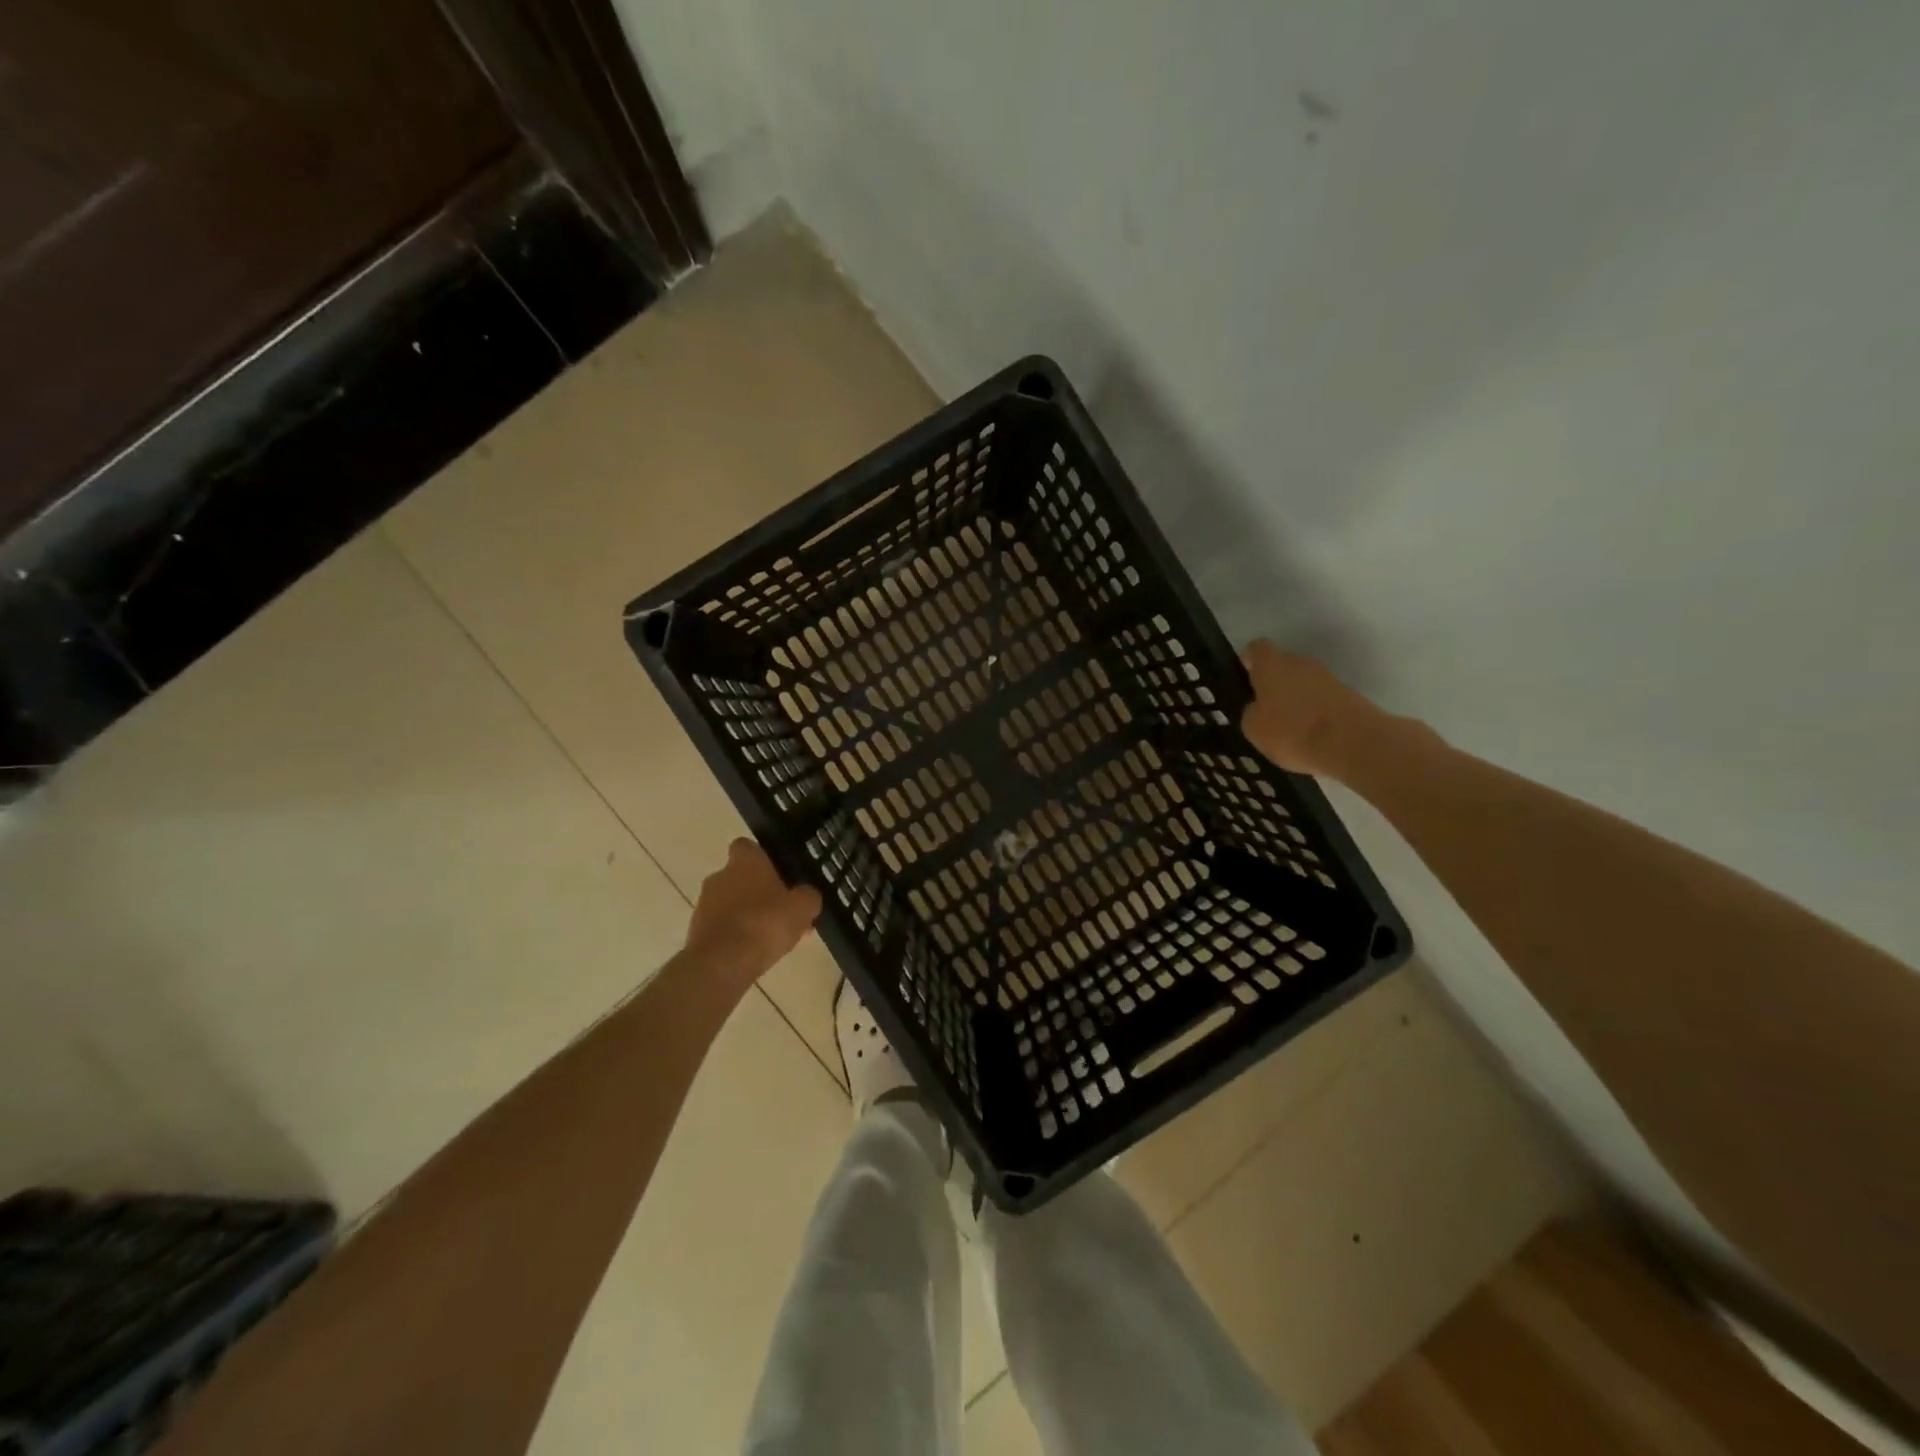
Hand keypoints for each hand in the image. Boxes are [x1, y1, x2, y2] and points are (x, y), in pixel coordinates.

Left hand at [685, 839, 821, 984]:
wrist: (723, 963)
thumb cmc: (765, 923)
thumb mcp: (802, 908)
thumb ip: (808, 896)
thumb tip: (807, 895)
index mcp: (744, 861)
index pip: (747, 846)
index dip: (762, 858)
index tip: (777, 872)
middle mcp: (719, 876)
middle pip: (739, 877)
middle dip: (757, 891)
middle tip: (781, 910)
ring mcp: (704, 904)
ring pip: (730, 903)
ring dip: (746, 914)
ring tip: (771, 937)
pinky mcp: (696, 932)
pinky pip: (721, 927)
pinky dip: (735, 935)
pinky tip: (754, 952)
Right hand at [1239, 641, 1387, 779]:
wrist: (1353, 743)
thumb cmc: (1292, 731)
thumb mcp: (1254, 728)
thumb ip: (1252, 712)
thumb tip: (1258, 708)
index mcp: (1272, 666)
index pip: (1257, 649)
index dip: (1249, 660)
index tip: (1244, 675)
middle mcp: (1301, 663)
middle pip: (1284, 664)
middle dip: (1275, 682)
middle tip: (1266, 708)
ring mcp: (1329, 677)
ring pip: (1305, 682)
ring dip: (1297, 697)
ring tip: (1290, 726)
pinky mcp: (1350, 695)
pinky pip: (1323, 698)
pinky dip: (1316, 711)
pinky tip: (1312, 734)